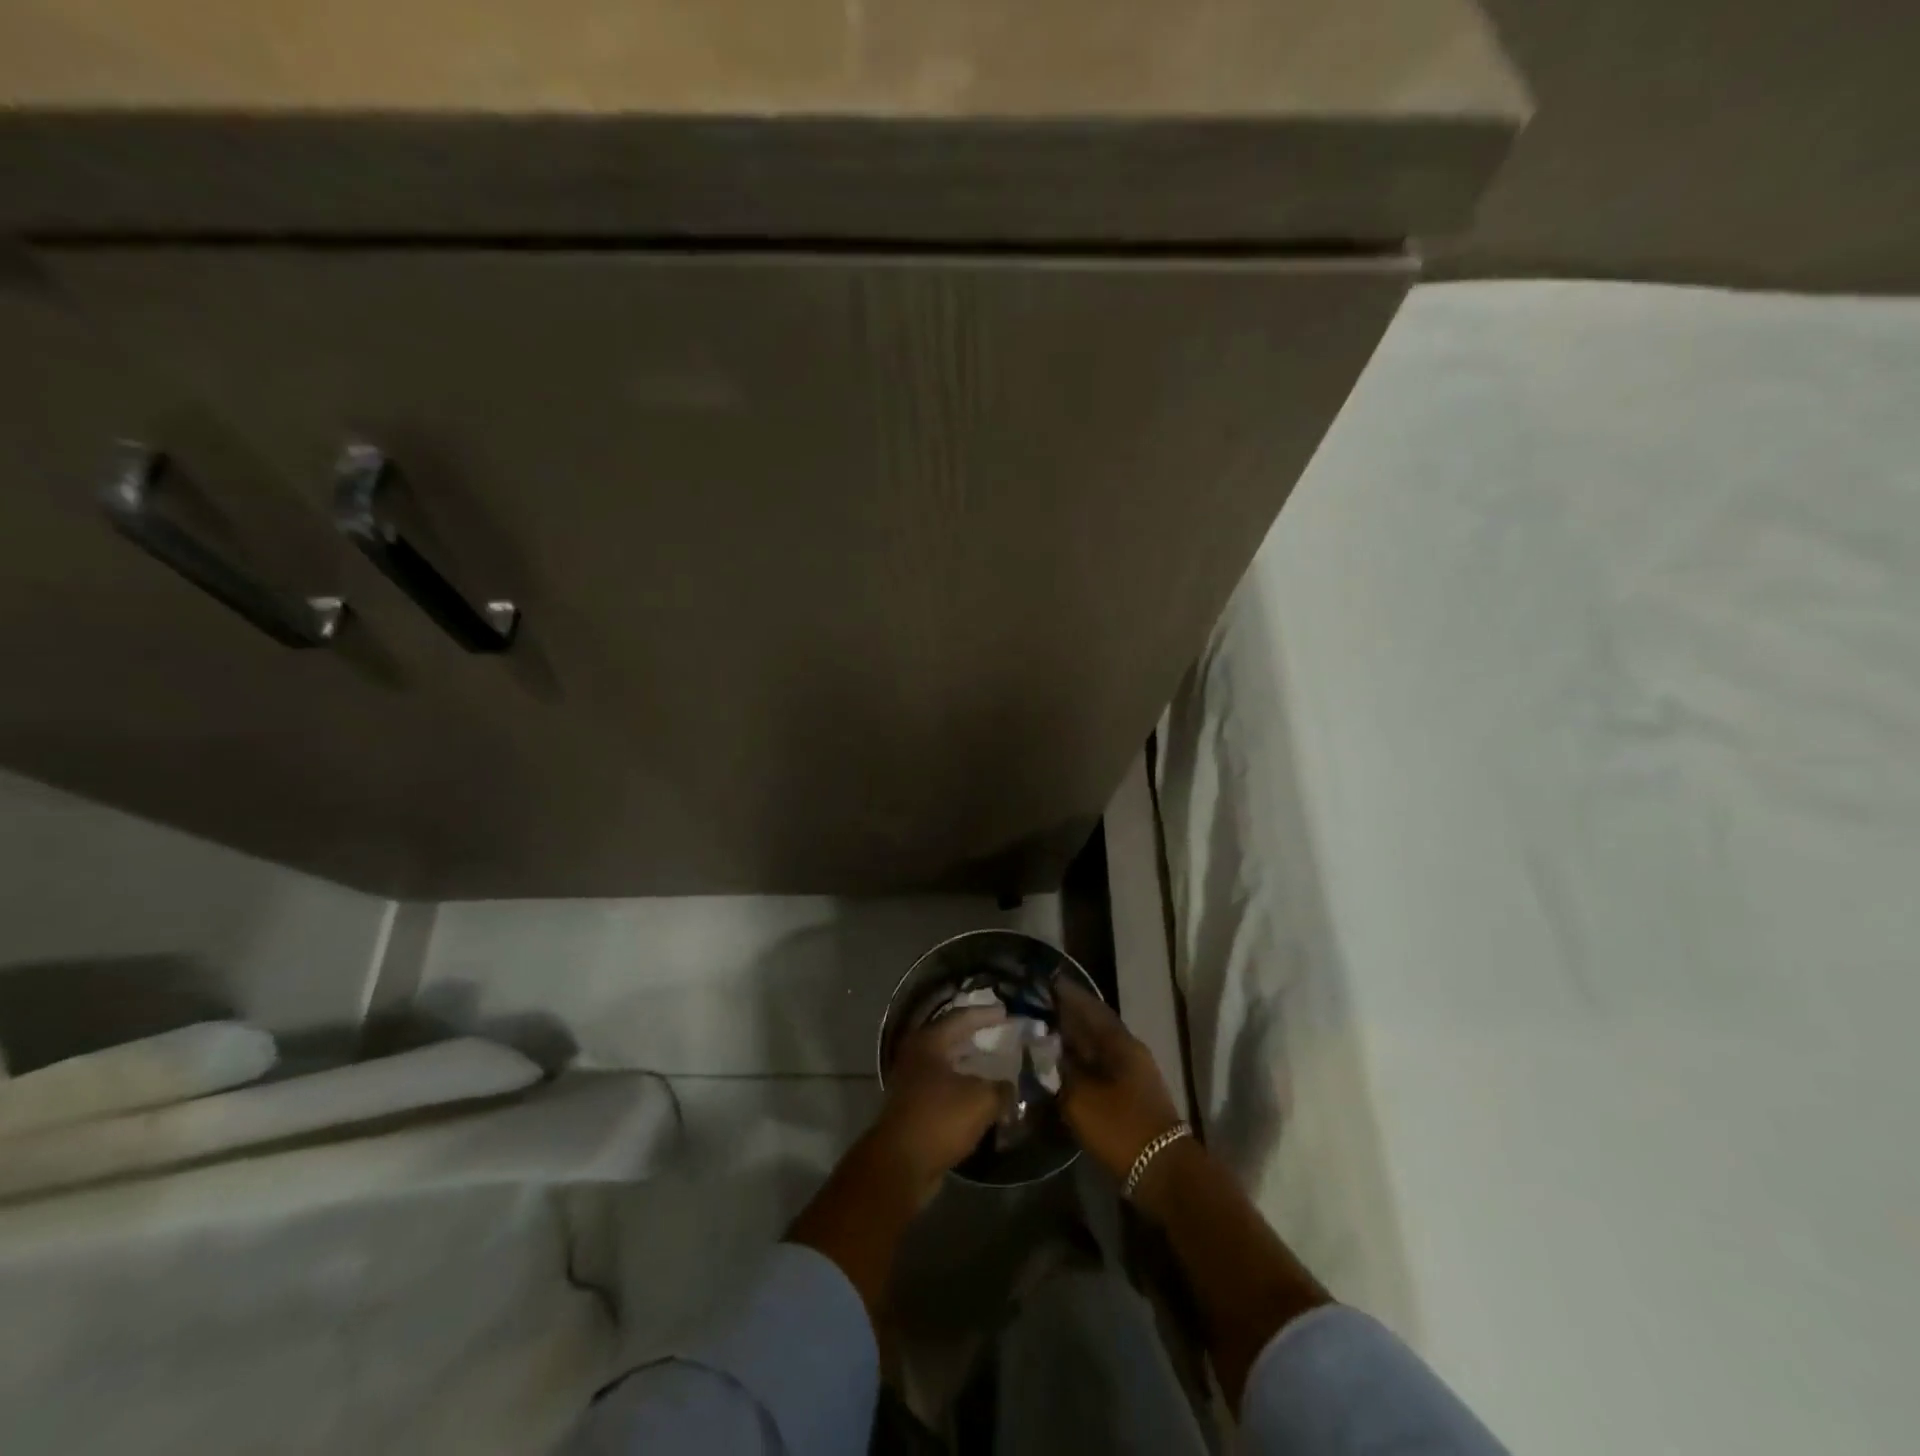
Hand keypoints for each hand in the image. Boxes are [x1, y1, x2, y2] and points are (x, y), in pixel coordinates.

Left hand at [873, 1008, 1007, 1197]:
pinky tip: (979, 1096)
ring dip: (969, 1065)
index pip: (961, 1017)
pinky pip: (942, 1089)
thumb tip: (1010, 1087)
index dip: (985, 1014)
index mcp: (929, 1042)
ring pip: (945, 1065)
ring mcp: (910, 1082)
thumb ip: (1001, 1088)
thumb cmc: (939, 1119)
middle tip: (999, 1034)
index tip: (1006, 1013)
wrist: (900, 1165)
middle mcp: (916, 1056)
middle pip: (950, 1038)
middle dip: (975, 1037)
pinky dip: (961, 1088)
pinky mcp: (912, 1108)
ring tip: (994, 1065)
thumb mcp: (981, 1100)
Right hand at [1055, 977, 1184, 1183]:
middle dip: (1067, 1017)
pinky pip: (1099, 1070)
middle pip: (1093, 1027)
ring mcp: (1132, 1076)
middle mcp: (1128, 1052)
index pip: (1090, 1007)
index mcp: (1120, 1043)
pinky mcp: (1129, 1098)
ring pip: (1096, 1049)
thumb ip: (1058, 1070)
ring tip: (1041, 1038)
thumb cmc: (1121, 1127)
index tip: (1046, 983)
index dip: (1068, 995)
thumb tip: (1040, 1048)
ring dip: (1072, 1042)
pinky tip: (1059, 1071)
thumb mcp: (1081, 1098)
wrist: (1163, 1173)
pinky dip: (1079, 1065)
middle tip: (1036, 1010)